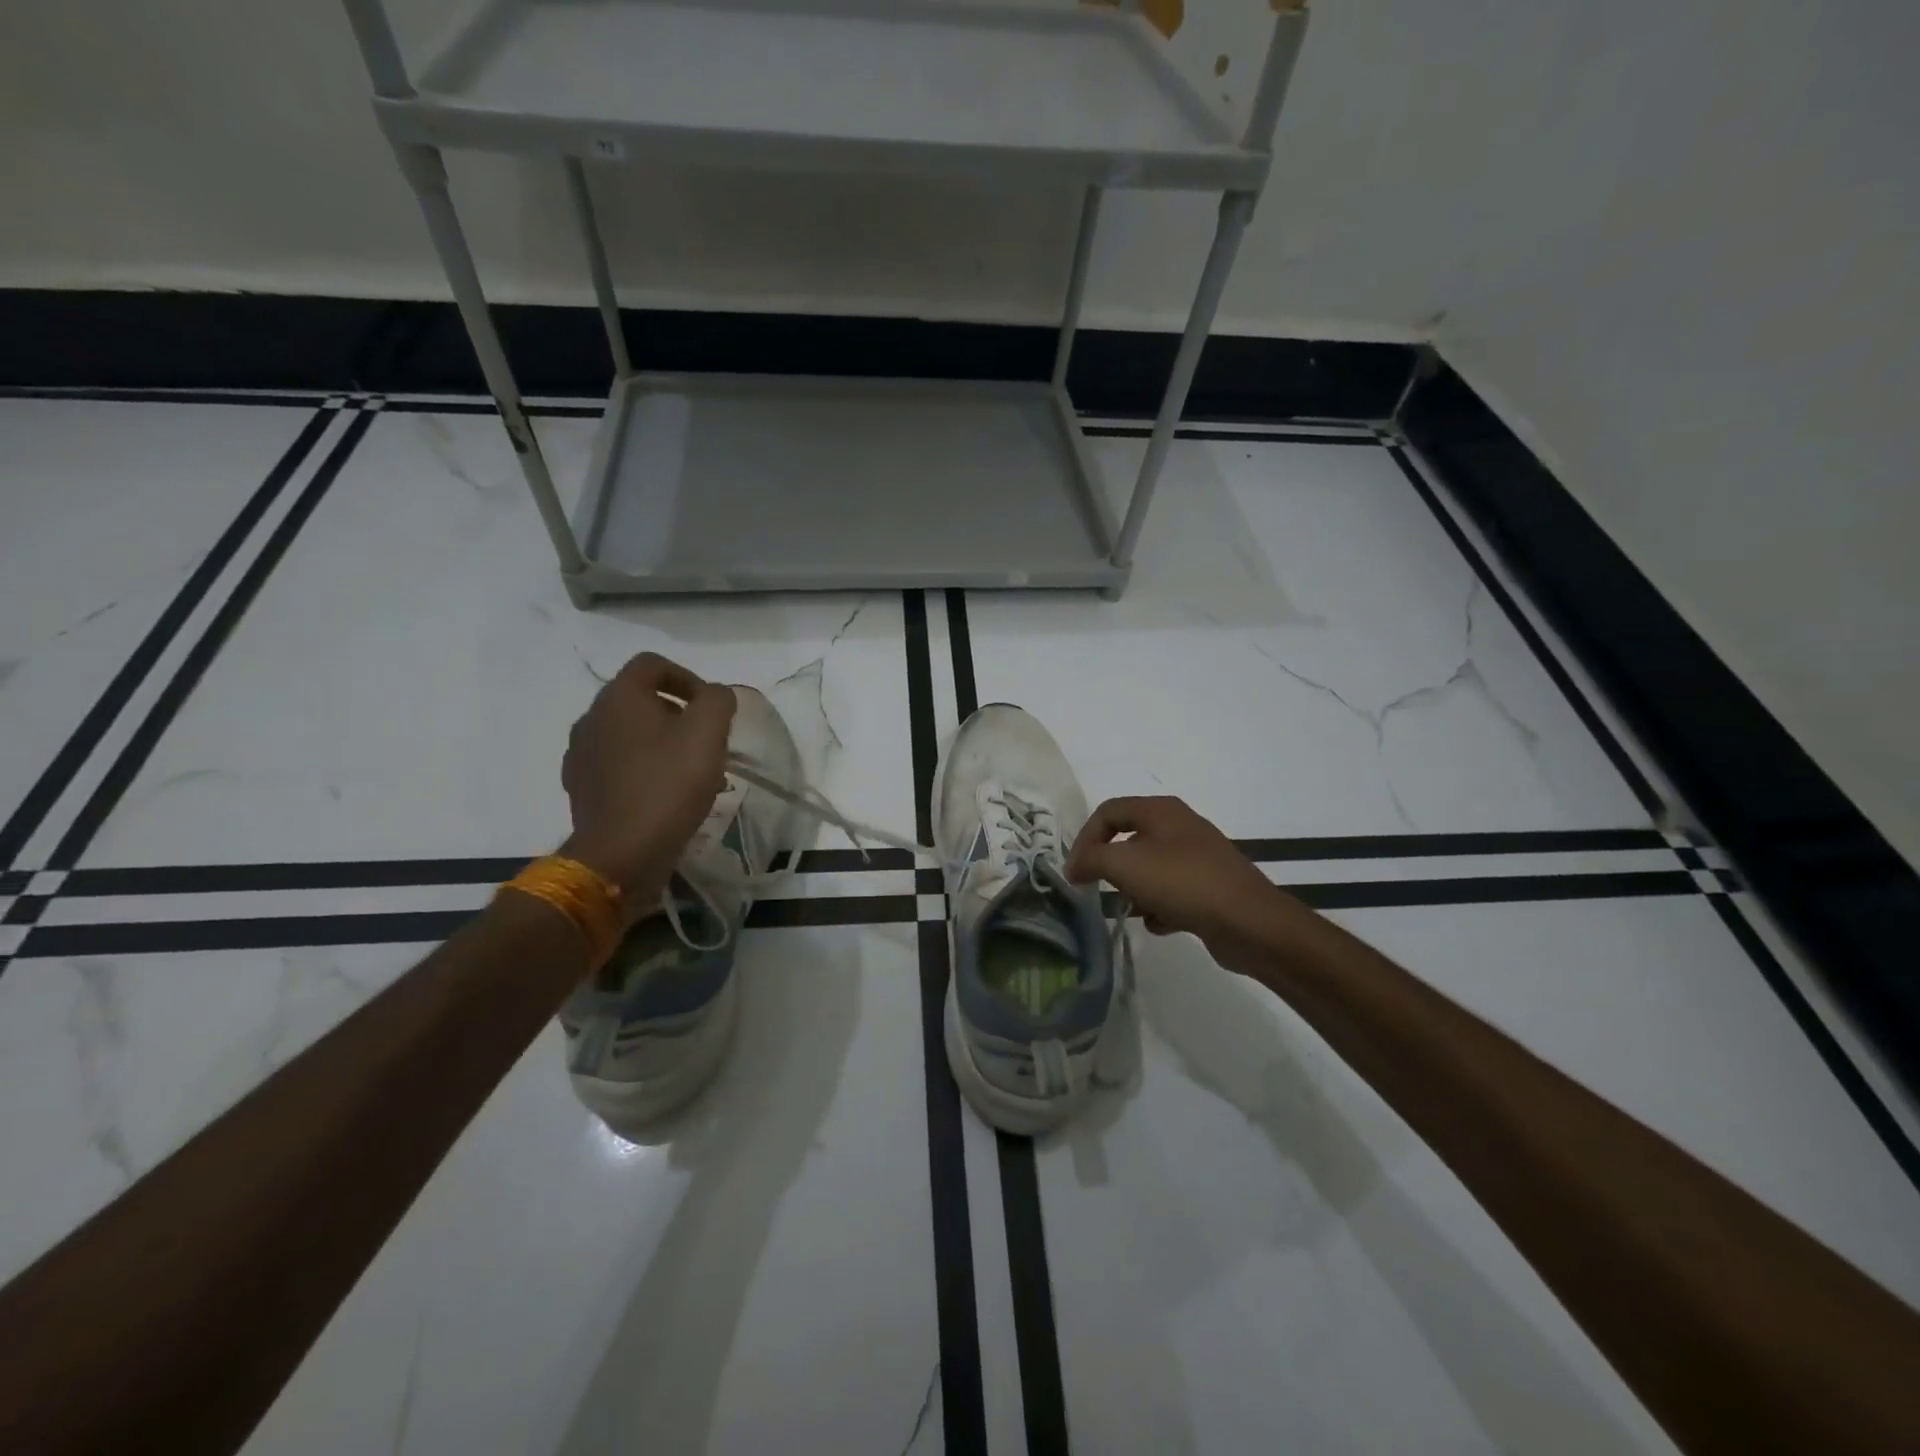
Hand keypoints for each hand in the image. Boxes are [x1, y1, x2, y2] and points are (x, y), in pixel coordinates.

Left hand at [560, 652, 735, 911]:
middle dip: (678, 715)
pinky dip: (643, 770)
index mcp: (618, 698)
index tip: (710, 707)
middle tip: (706, 742)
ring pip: (629, 735)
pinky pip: (618, 766)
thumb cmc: (668, 785)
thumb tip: (714, 696)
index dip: (686, 677)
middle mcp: (591, 719)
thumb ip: (717, 700)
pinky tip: (665, 796)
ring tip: (690, 773)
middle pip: (639, 700)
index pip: (651, 664)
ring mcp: (581, 756)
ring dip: (661, 744)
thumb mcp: (708, 733)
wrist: (621, 854)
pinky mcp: (582, 789)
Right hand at [1066, 796, 1311, 975]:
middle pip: (1129, 839)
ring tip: (1129, 909)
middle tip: (1097, 889)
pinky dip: (1160, 907)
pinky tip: (1158, 924)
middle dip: (1110, 865)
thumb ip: (1092, 859)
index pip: (1108, 811)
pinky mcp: (1209, 887)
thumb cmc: (1182, 882)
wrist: (1250, 922)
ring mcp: (1198, 858)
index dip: (1084, 838)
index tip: (1074, 872)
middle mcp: (1179, 827)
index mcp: (1160, 810)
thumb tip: (1075, 866)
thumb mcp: (1125, 864)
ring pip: (1151, 868)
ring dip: (1134, 889)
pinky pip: (1173, 892)